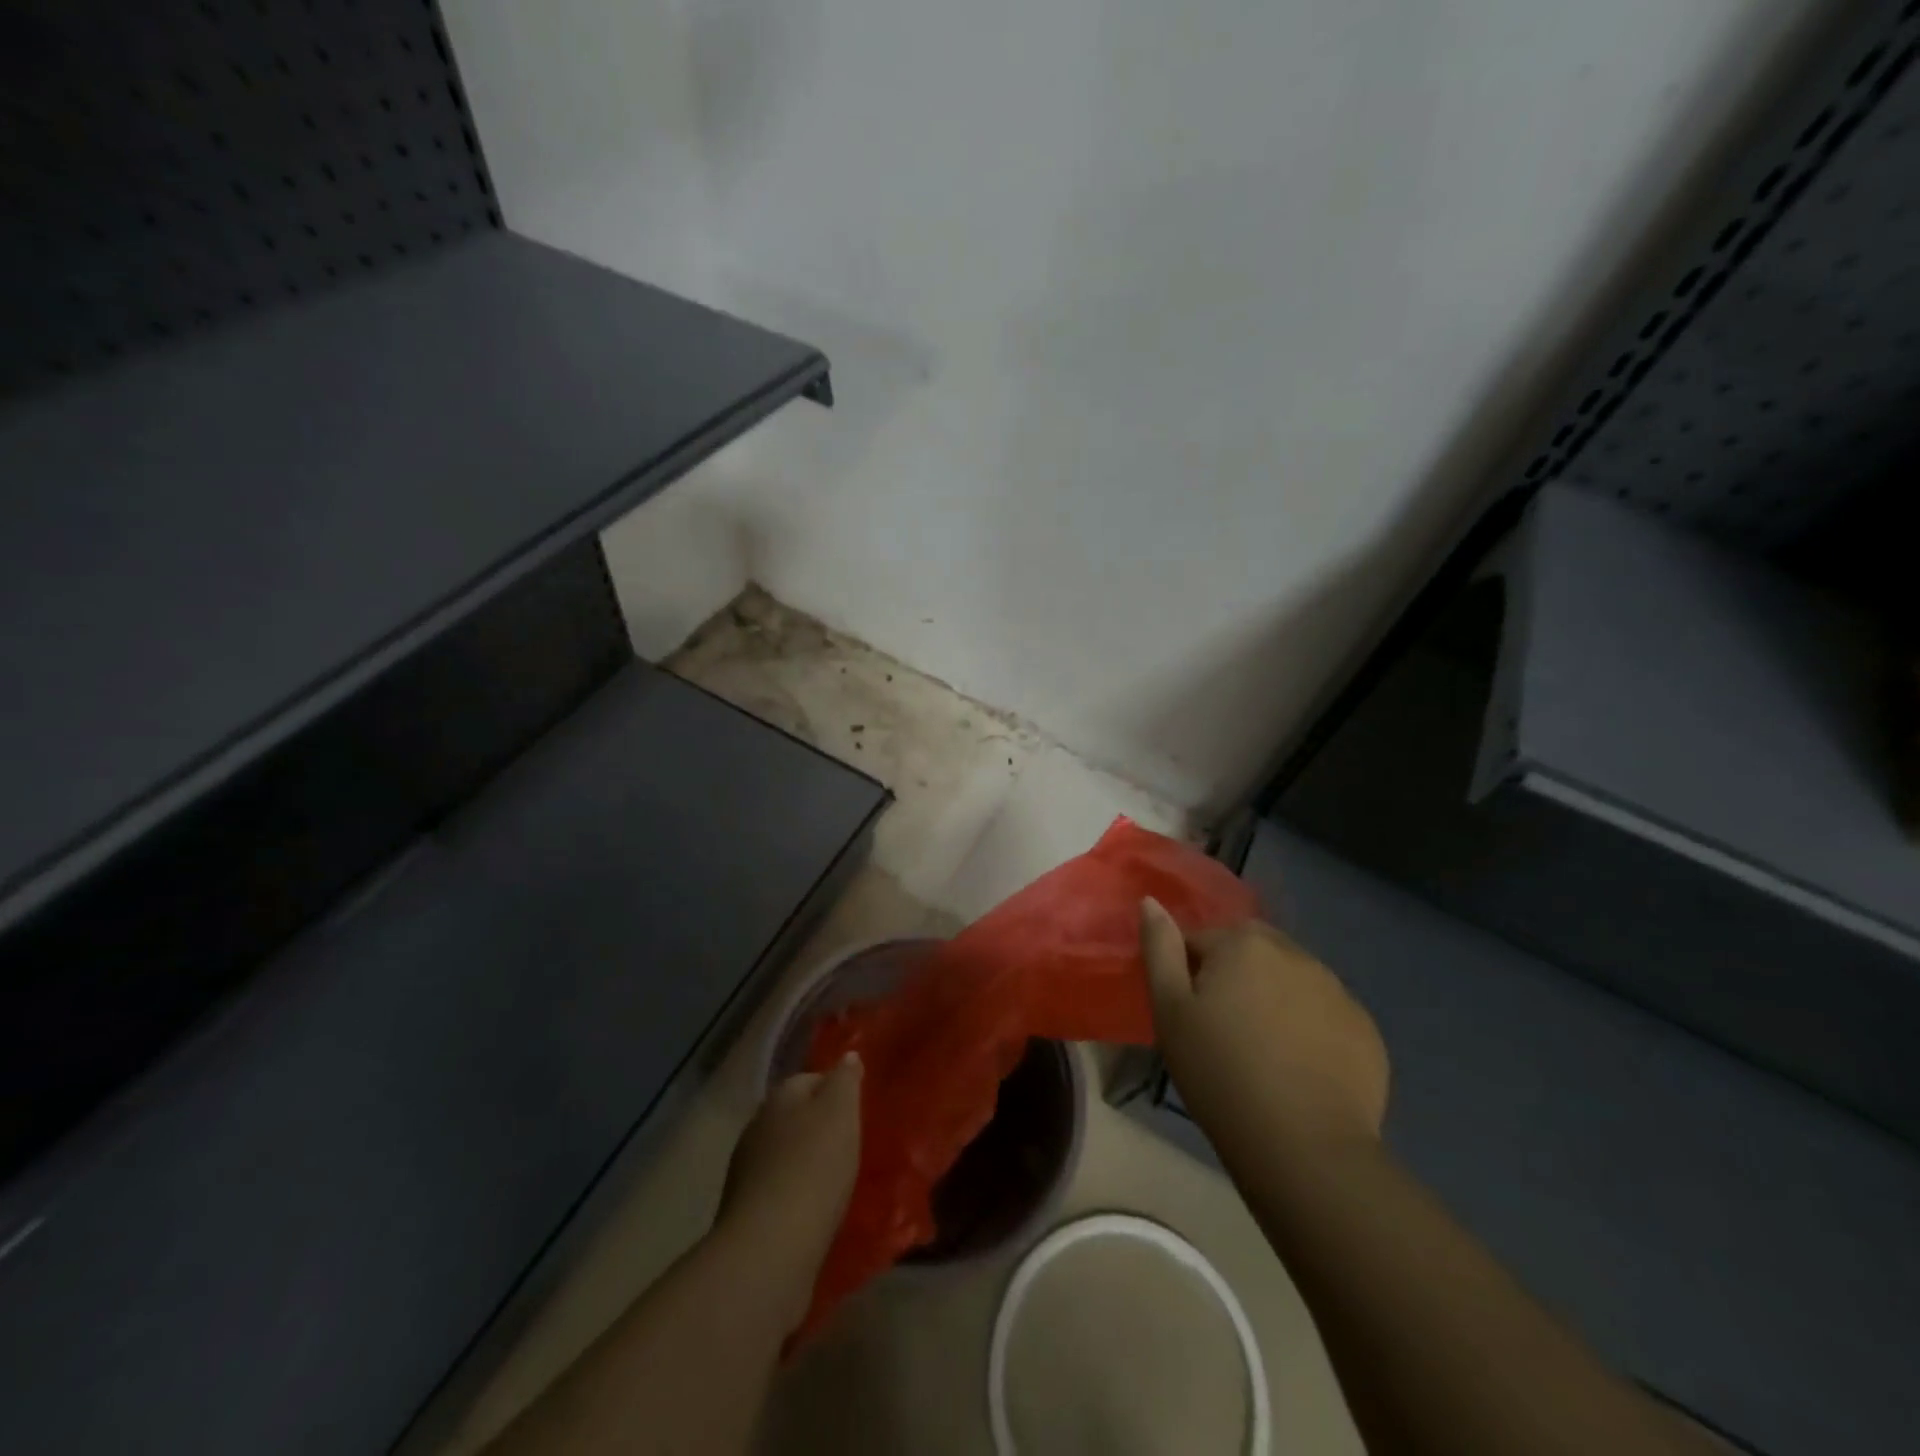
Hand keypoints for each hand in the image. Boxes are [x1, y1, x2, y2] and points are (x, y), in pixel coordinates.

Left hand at [716, 1056, 862, 1321]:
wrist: (770, 1248)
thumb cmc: (813, 1167)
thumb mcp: (841, 1112)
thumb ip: (845, 1080)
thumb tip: (848, 1056)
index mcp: (780, 1096)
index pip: (811, 1078)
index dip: (835, 1089)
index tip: (858, 1107)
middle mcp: (758, 1125)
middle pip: (795, 1115)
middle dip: (819, 1126)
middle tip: (850, 1143)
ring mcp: (747, 1170)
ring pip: (785, 1153)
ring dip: (806, 1161)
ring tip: (837, 1179)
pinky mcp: (746, 1211)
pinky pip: (779, 1189)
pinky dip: (796, 1193)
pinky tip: (816, 1208)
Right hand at [1141, 899, 1387, 1154]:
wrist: (1304, 1148)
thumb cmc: (1220, 1074)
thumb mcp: (1169, 1011)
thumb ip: (1160, 948)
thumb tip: (1151, 902)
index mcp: (1243, 943)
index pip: (1201, 939)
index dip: (1188, 974)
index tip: (1187, 1015)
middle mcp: (1294, 953)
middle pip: (1251, 952)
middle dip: (1234, 977)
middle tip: (1222, 1030)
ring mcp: (1337, 990)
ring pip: (1290, 980)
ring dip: (1273, 998)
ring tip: (1262, 1052)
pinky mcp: (1365, 1029)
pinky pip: (1324, 1013)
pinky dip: (1309, 1027)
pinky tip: (1299, 1068)